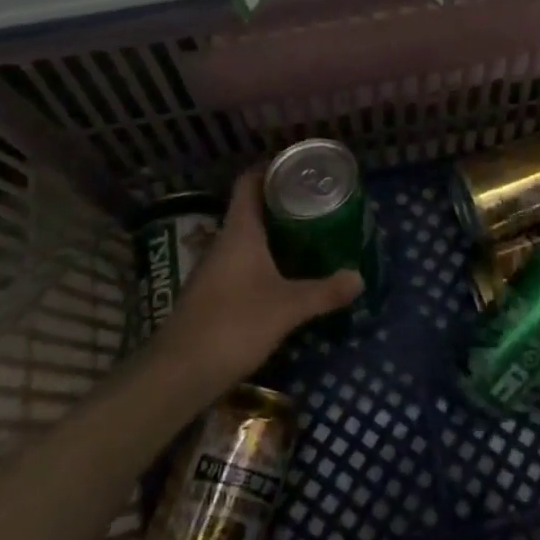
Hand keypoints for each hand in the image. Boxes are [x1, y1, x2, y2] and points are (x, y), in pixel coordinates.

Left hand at [152, 167, 362, 396]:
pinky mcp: (212, 293)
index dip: (271, 168)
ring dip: (273, 232)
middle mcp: (223, 242)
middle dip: (281, 202)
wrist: (179, 372)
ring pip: (246, 237)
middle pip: (251, 208)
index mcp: (239, 231)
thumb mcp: (288, 308)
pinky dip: (264, 258)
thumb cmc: (234, 324)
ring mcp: (214, 269)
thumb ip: (324, 291)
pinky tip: (284, 273)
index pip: (249, 182)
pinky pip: (242, 262)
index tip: (299, 167)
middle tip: (316, 201)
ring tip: (308, 233)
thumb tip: (359, 277)